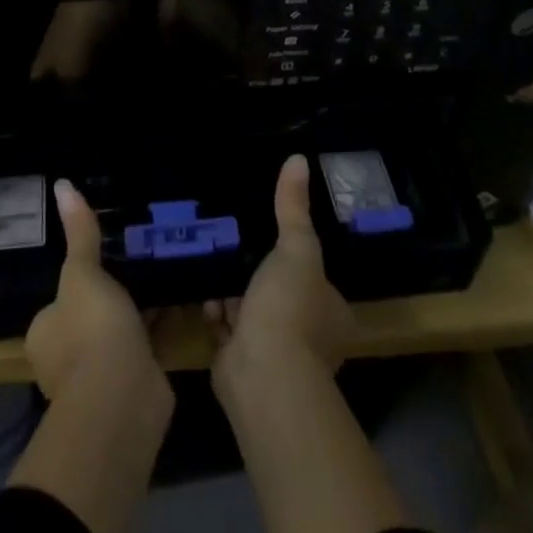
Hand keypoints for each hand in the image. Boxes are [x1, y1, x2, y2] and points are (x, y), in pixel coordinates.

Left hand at [25, 179, 164, 403]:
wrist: (122, 399)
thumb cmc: (91, 331)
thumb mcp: (82, 273)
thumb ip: (79, 233)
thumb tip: (62, 183)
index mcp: (46, 332)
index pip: (59, 299)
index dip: (80, 280)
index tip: (105, 258)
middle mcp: (67, 357)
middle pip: (91, 315)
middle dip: (113, 295)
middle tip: (140, 259)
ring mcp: (101, 375)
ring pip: (121, 331)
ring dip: (139, 310)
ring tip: (164, 270)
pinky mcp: (135, 382)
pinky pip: (148, 344)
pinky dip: (162, 325)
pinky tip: (183, 298)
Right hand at [207, 155, 355, 386]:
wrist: (262, 375)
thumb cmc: (290, 308)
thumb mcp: (297, 248)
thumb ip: (294, 208)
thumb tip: (298, 158)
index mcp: (331, 312)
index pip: (316, 278)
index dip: (296, 259)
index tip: (272, 236)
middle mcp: (309, 337)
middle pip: (281, 294)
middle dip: (257, 274)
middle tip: (233, 242)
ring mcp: (274, 353)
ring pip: (251, 311)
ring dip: (232, 293)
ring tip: (212, 257)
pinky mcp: (241, 364)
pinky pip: (226, 330)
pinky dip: (214, 313)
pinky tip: (202, 291)